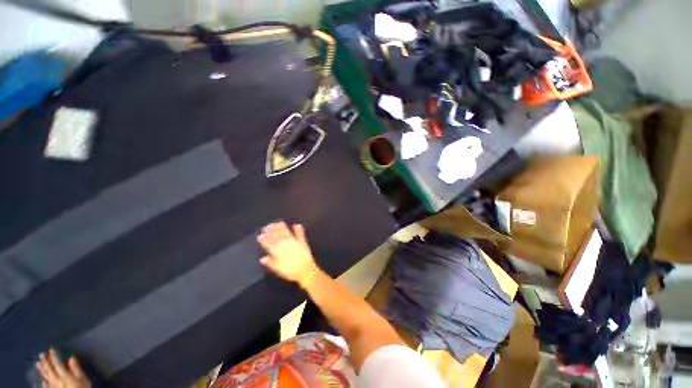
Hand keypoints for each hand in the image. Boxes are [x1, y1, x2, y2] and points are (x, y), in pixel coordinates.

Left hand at [36, 349, 90, 387]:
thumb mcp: (83, 379)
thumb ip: (77, 369)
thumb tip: (72, 357)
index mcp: (64, 375)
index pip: (57, 363)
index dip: (53, 355)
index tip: (51, 348)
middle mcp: (56, 380)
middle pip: (49, 369)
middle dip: (45, 361)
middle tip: (41, 354)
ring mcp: (53, 386)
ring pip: (45, 376)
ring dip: (41, 369)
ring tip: (37, 363)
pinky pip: (45, 385)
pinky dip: (43, 381)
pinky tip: (42, 380)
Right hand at [257, 222, 317, 285]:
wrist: (306, 271)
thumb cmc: (291, 272)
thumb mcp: (278, 270)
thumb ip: (270, 263)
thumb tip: (262, 258)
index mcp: (279, 252)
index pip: (270, 244)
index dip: (265, 239)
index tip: (260, 235)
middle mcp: (286, 245)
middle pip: (278, 236)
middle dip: (272, 230)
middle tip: (268, 226)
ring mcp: (295, 242)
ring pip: (287, 233)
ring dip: (282, 227)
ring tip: (278, 223)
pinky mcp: (303, 242)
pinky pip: (300, 234)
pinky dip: (298, 229)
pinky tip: (296, 224)